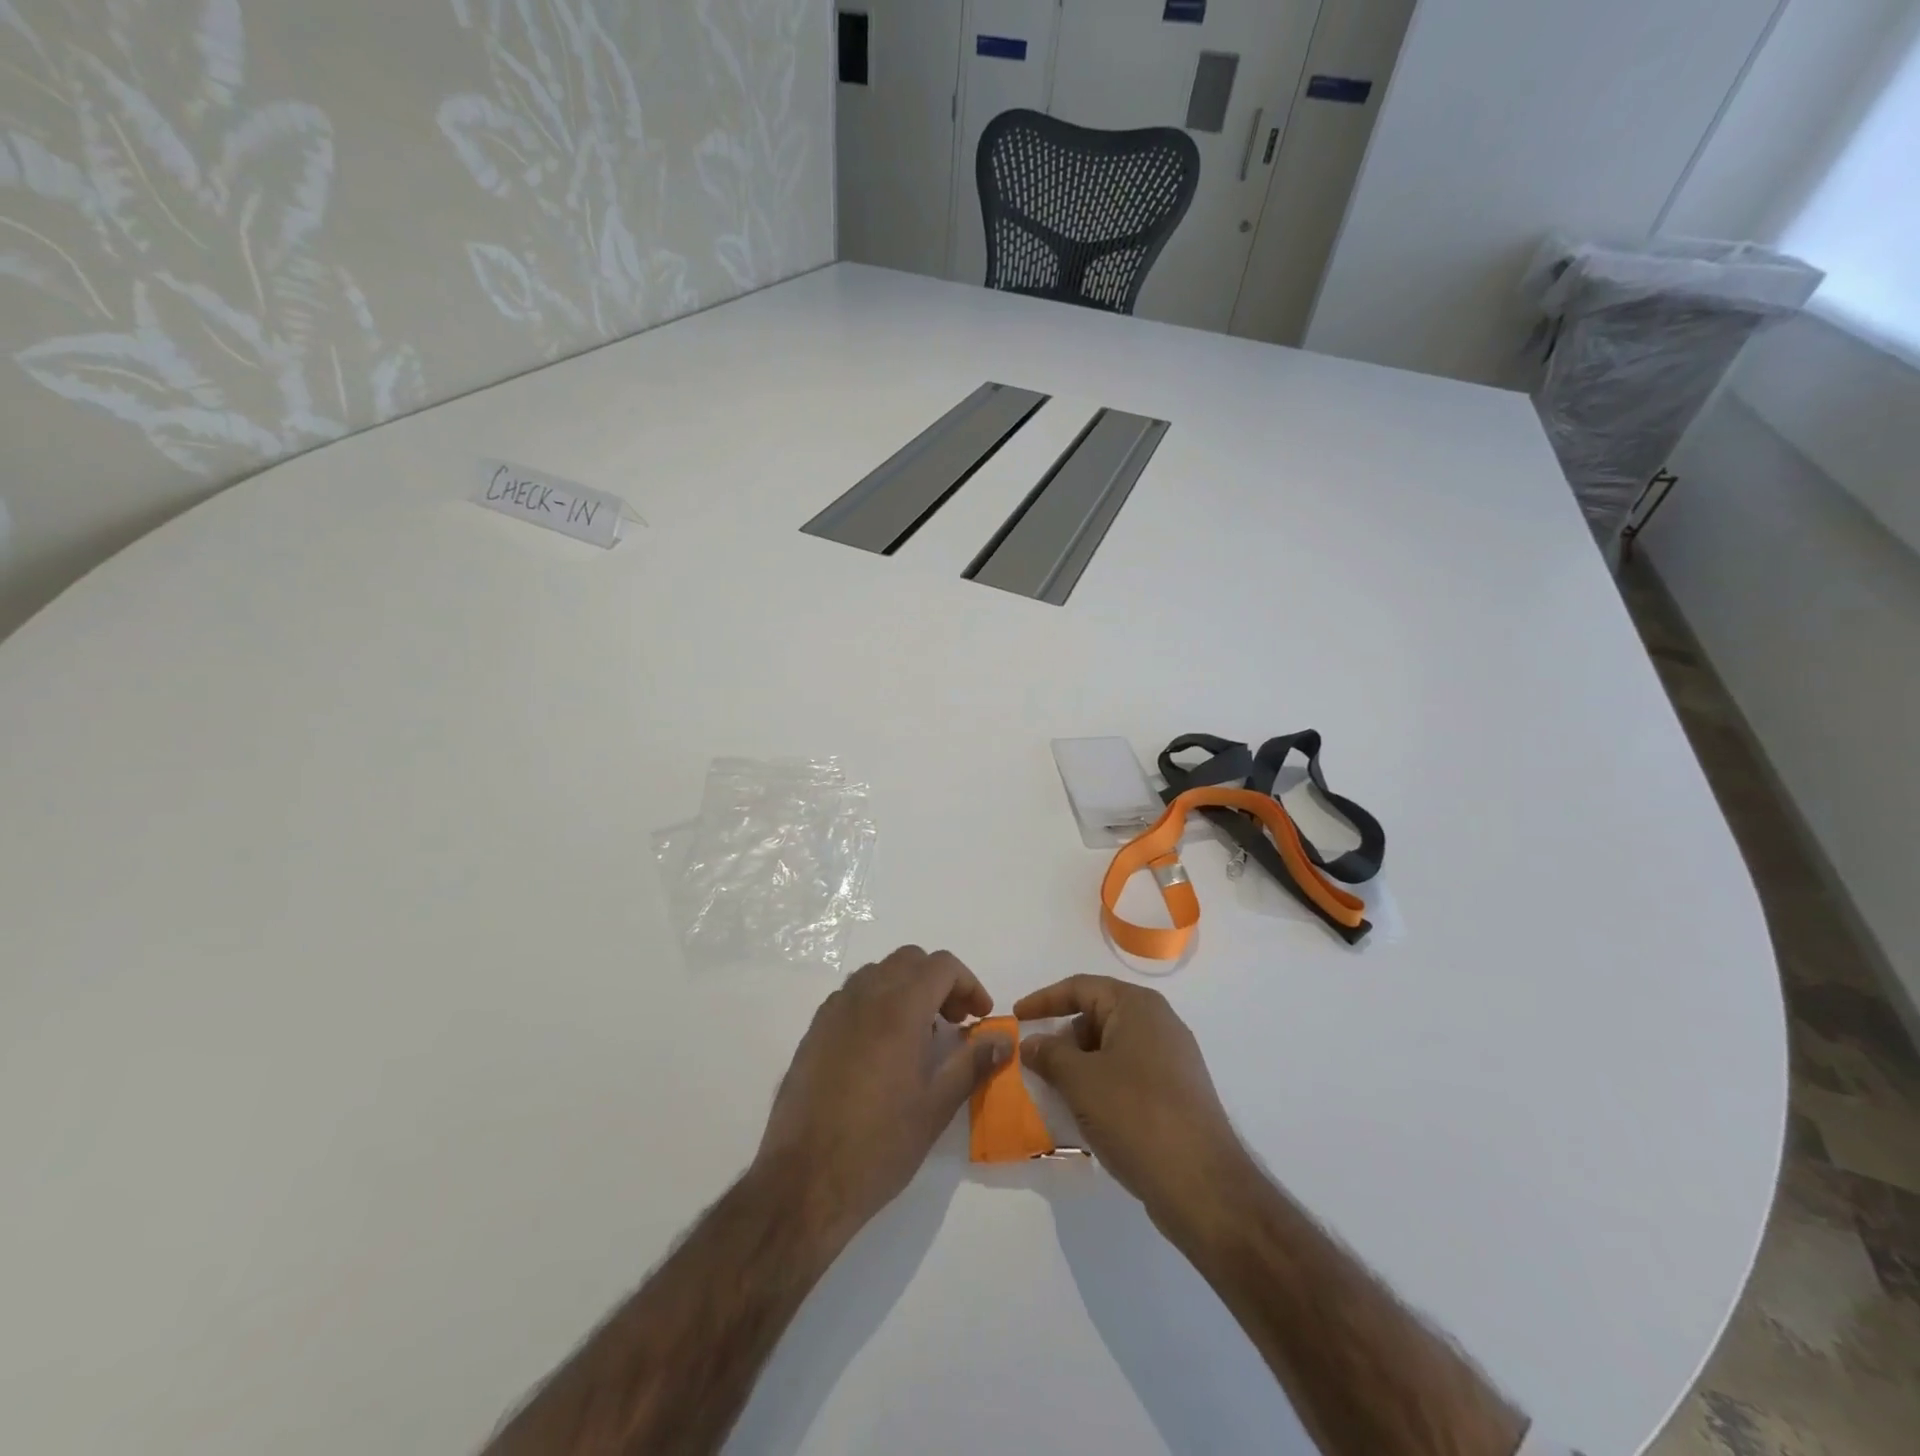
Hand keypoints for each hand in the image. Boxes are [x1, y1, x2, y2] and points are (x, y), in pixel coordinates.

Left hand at [756, 946, 1010, 1241]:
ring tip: (919, 1036)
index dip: (969, 984)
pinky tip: (881, 1049)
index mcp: (899, 1008)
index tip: (980, 1017)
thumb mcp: (936, 1107)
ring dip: (906, 988)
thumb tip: (1004, 1038)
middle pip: (909, 960)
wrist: (803, 1180)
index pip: (942, 966)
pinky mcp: (814, 1030)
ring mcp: (834, 1010)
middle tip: (954, 1022)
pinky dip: (876, 1002)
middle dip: (939, 981)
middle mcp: (864, 996)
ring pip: (878, 973)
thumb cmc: (879, 1145)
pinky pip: (852, 995)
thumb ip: (973, 1063)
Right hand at [1016, 975, 1250, 1233]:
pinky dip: (1101, 1085)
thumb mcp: (1080, 1081)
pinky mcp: (1177, 1093)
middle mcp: (1159, 1023)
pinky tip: (1087, 1114)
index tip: (1016, 1017)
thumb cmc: (1136, 1116)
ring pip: (1111, 1049)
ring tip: (1056, 1092)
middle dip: (1062, 1037)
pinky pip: (1128, 1075)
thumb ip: (1049, 1055)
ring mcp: (1172, 1059)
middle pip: (1097, 1016)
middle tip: (1035, 1063)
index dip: (1044, 999)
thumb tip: (1032, 1043)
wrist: (1203, 1186)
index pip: (1080, 987)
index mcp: (1138, 1006)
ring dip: (1080, 1066)